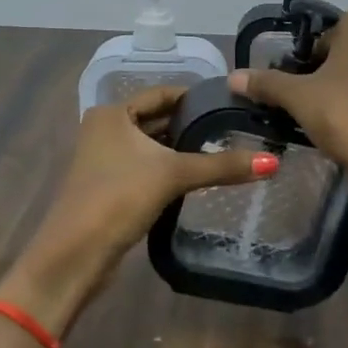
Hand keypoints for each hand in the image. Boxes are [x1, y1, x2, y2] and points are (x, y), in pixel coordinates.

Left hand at [0, 85, 278, 331]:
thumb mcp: (173, 175)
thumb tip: (273, 162)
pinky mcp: (110, 186)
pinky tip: (197, 177)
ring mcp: (105, 159)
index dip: (195, 97)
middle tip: (235, 128)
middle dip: (192, 124)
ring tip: (224, 150)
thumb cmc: (119, 198)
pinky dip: (170, 168)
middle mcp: (106, 129)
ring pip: (152, 146)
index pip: (162, 94)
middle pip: (158, 119)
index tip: (231, 102)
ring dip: (182, 149)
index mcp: (113, 114)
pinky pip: (147, 167)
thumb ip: (222, 166)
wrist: (75, 254)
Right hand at [229, 9, 347, 207]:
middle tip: (300, 105)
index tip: (290, 88)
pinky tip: (342, 127)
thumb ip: (266, 83)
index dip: (300, 61)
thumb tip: (232, 76)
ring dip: (336, 91)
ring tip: (317, 119)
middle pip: (338, 53)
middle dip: (317, 76)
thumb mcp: (299, 98)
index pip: (318, 35)